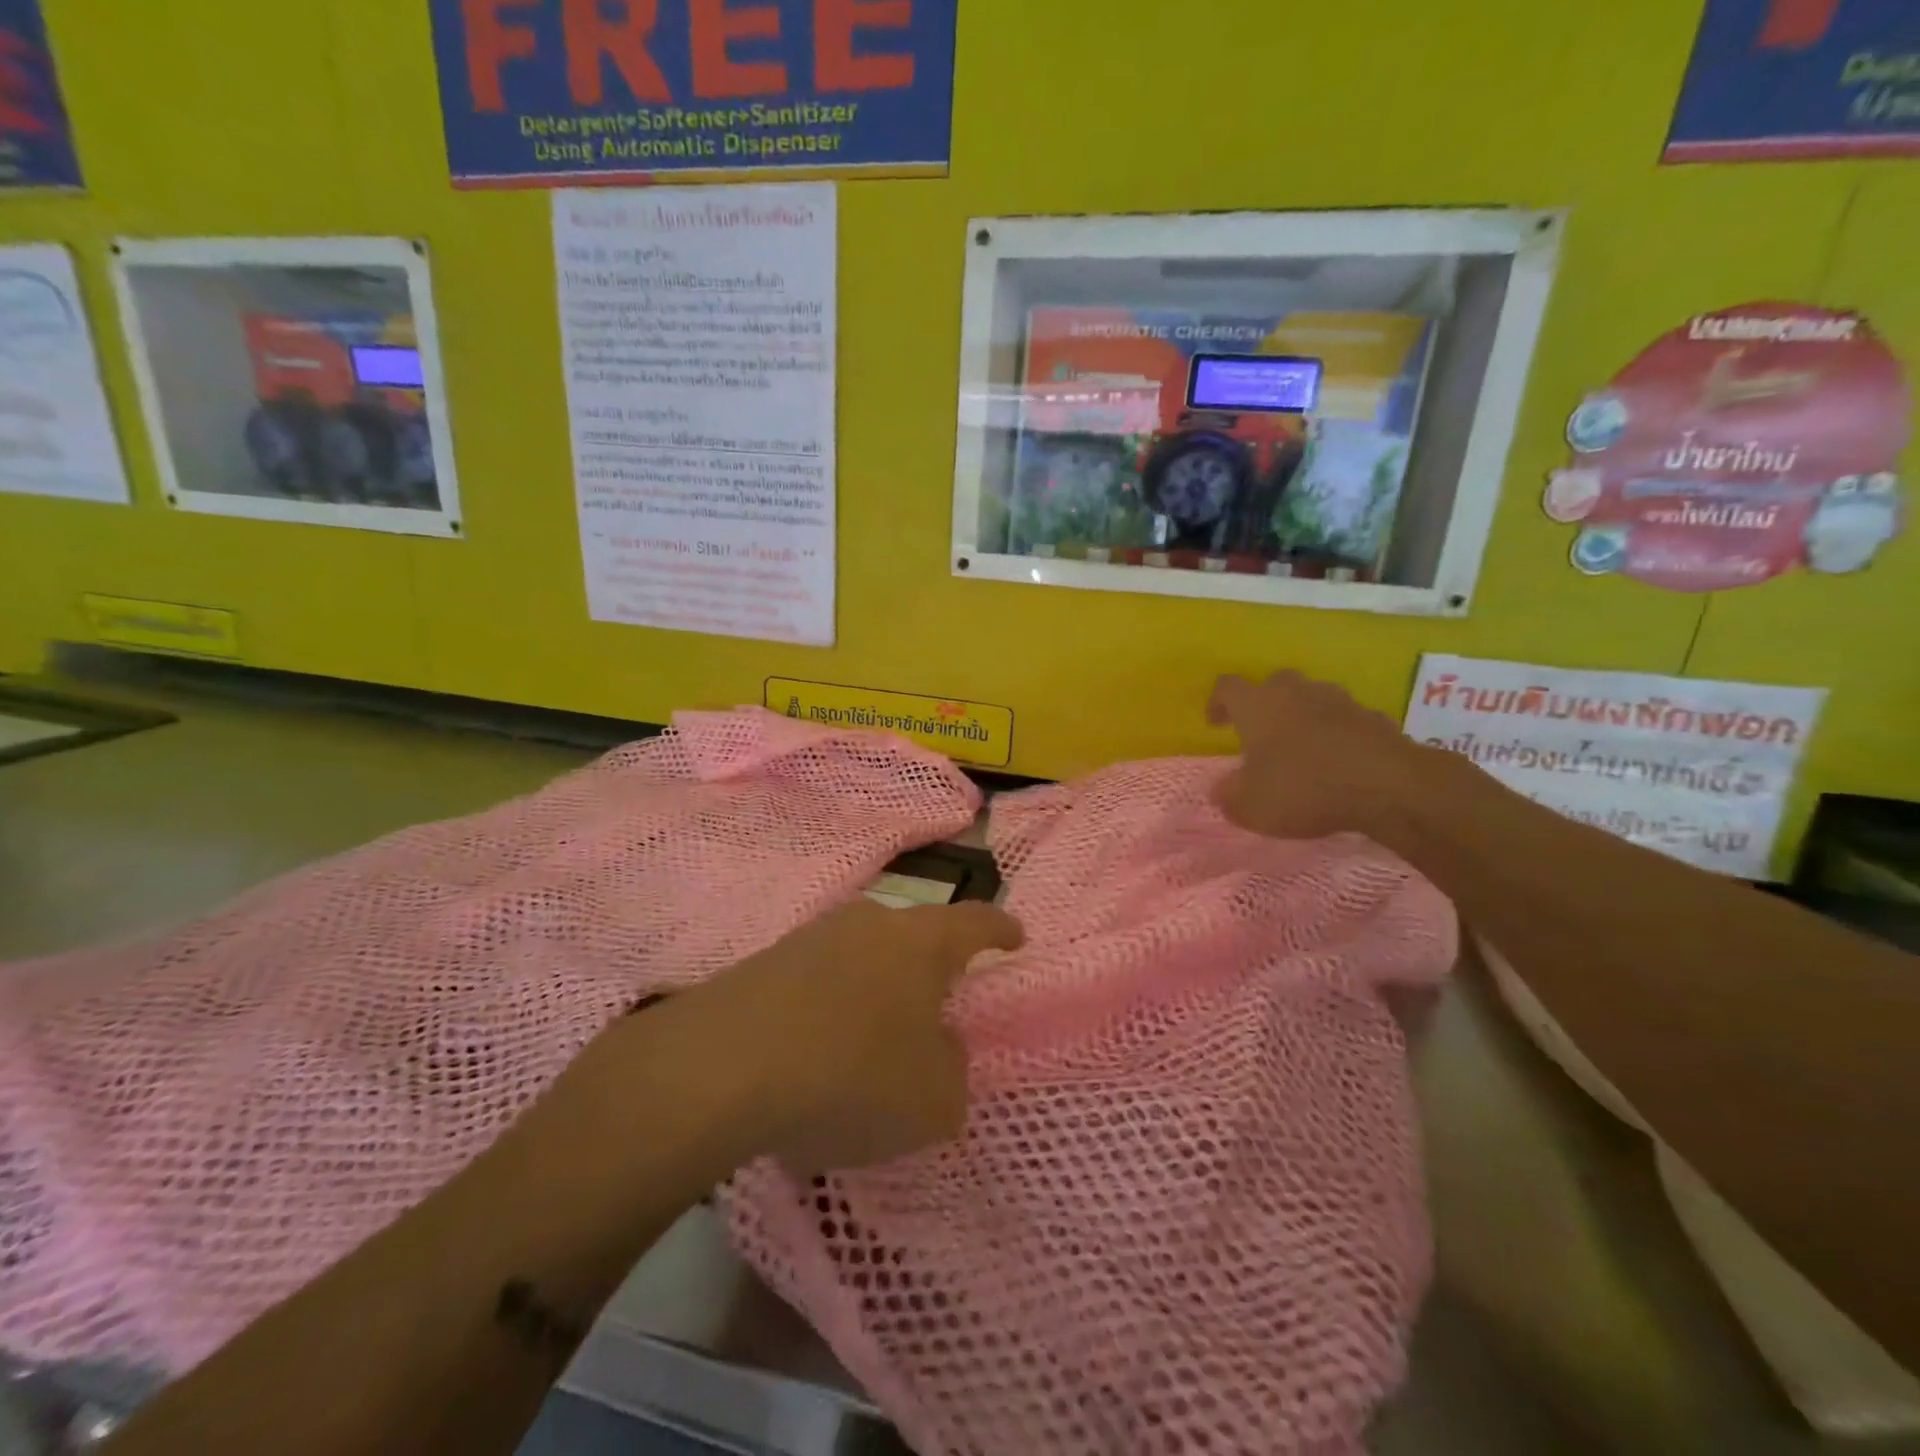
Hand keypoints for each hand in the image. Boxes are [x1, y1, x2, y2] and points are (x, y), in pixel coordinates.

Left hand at [676, 899, 1023, 1172]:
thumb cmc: (852, 1074)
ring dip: (875, 992)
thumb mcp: (933, 1100)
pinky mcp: (766, 961)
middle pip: (915, 936)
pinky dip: (829, 1010)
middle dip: (930, 969)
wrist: (723, 1066)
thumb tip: (940, 1049)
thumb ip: (953, 1073)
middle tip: (937, 1008)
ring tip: (870, 1043)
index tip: (1016, 937)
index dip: (1001, 930)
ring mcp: (813, 936)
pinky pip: (818, 980)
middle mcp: (871, 923)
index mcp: (923, 942)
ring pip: (863, 957)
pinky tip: (816, 1056)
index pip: (977, 923)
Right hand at [1207, 671, 1435, 841]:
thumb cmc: (1304, 788)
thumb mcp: (1252, 806)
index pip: (1227, 687)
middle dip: (1263, 705)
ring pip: (1310, 698)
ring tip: (1300, 749)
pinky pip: (1344, 719)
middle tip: (1260, 734)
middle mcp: (1294, 692)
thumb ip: (1229, 797)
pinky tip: (1337, 762)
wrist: (1388, 785)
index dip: (1217, 703)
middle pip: (1272, 685)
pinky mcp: (1372, 716)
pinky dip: (1335, 733)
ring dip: (1301, 716)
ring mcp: (1337, 700)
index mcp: (1257, 705)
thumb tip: (1221, 789)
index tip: (1216, 724)